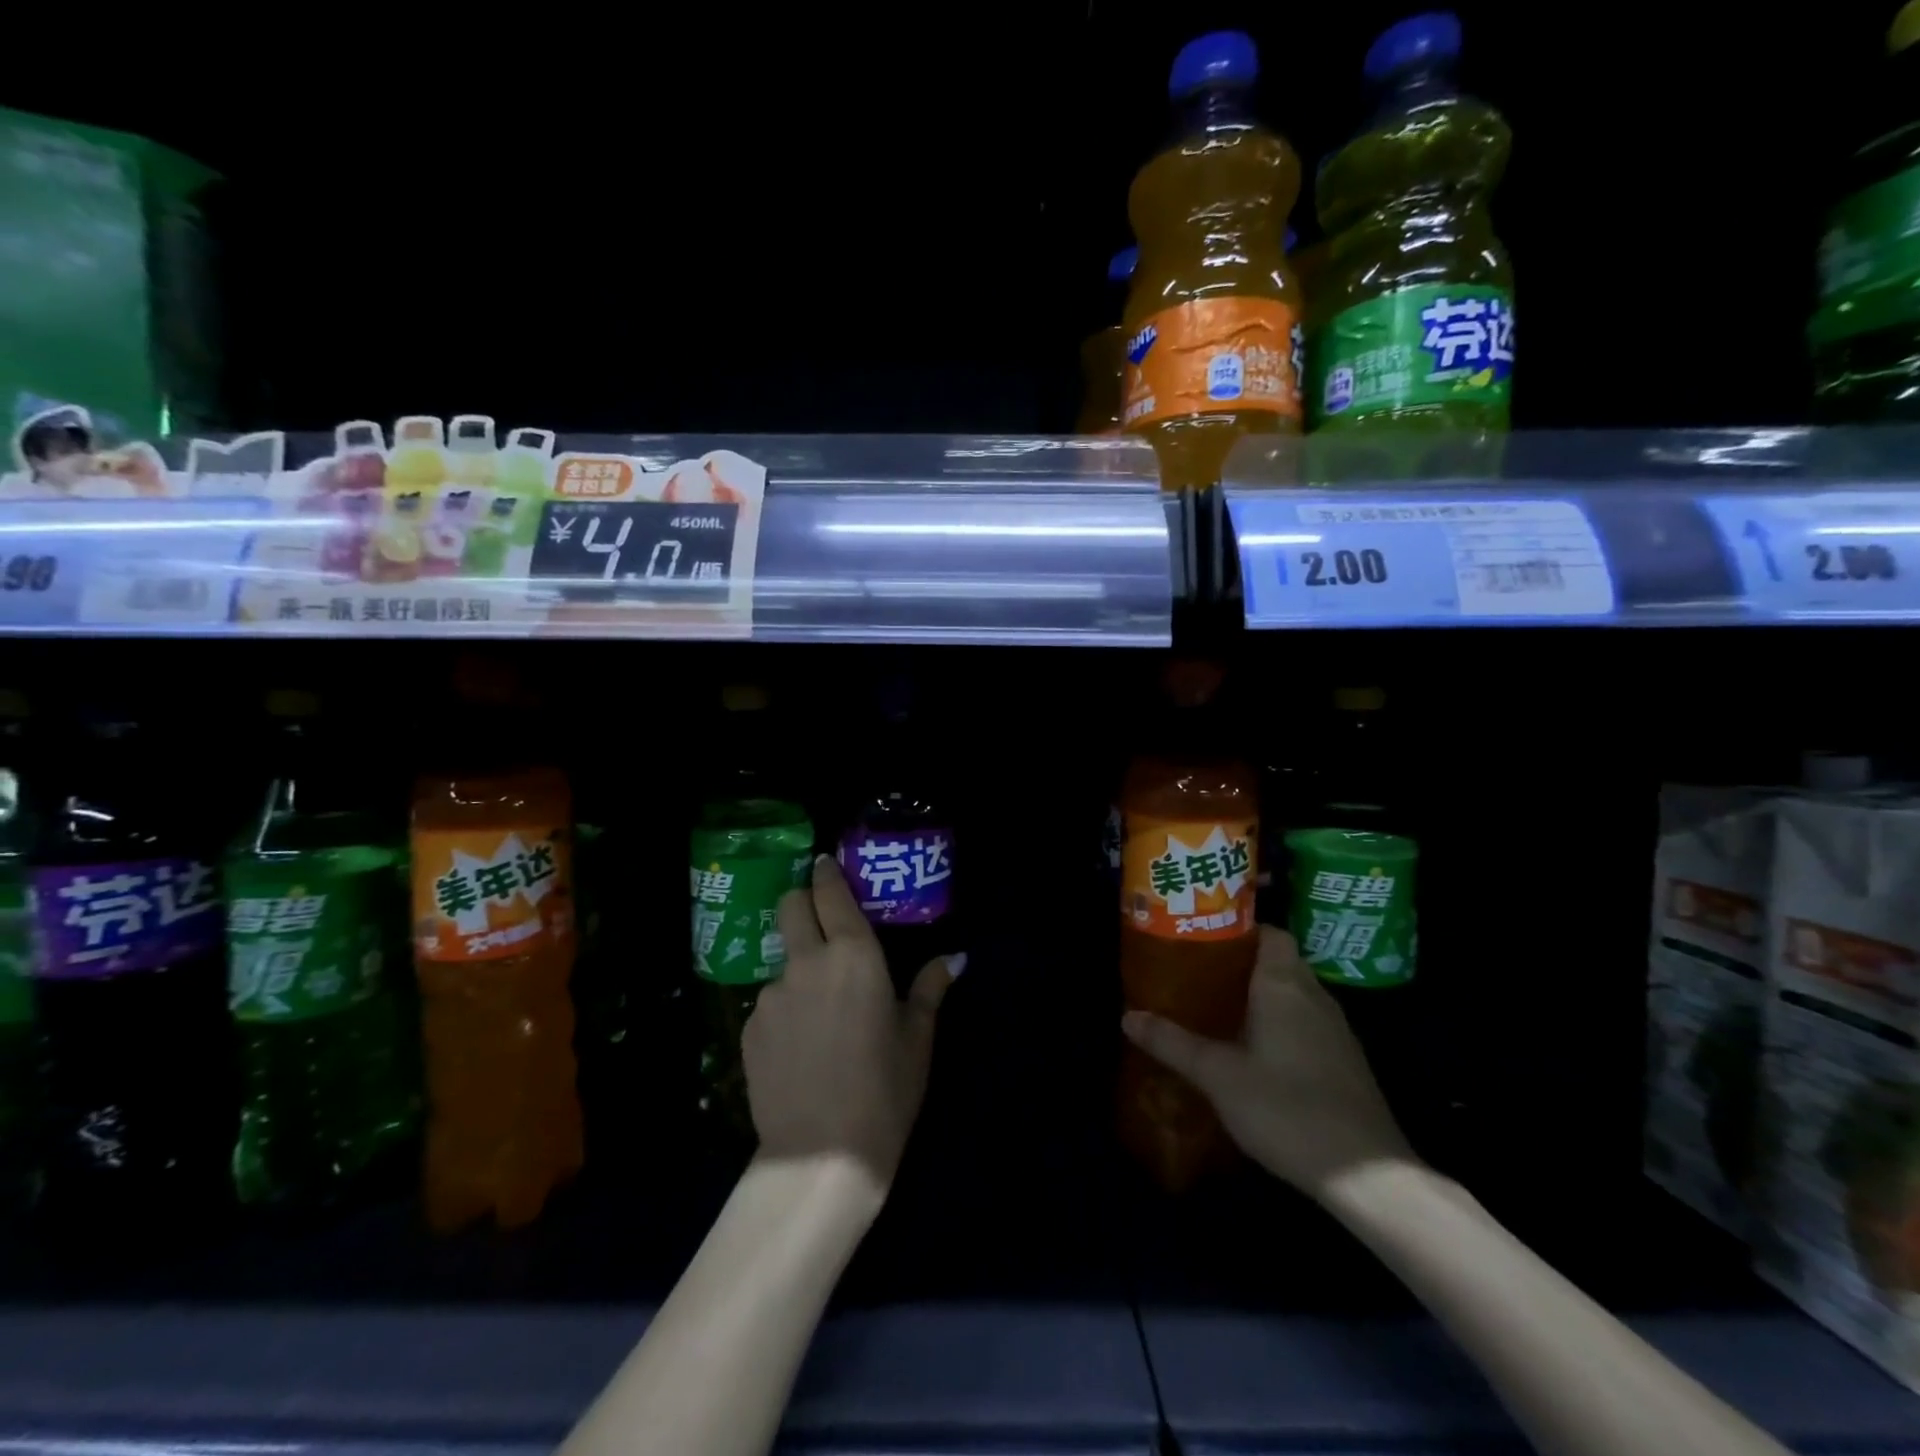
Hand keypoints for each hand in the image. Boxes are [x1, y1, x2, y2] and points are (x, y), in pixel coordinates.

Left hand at [743, 855, 961, 1184]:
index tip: (826, 864)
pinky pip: (770, 1002)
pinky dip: (786, 1008)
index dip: (827, 873)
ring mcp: (771, 995)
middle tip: (820, 919)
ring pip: (781, 959)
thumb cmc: (884, 1091)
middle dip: (802, 900)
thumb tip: (955, 958)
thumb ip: (930, 988)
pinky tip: (801, 1046)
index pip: (830, 893)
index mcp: (852, 954)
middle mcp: (806, 962)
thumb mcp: (917, 1038)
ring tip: (820, 1010)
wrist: (820, 1157)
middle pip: (790, 905)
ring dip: (799, 967)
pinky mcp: (748, 1029)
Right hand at [1122, 925, 1412, 1200]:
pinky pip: (1306, 1022)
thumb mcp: (1218, 1076)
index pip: (1269, 932)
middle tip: (1197, 972)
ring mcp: (1336, 1030)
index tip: (1203, 938)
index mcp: (1284, 985)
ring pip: (1293, 993)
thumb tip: (1127, 1016)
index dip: (1239, 929)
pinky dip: (1280, 1023)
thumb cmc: (1287, 1108)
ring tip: (1217, 1006)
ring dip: (1260, 995)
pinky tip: (1254, 1050)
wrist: (1366, 1176)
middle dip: (1240, 963)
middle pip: (1278, 961)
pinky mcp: (1345, 1062)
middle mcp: (1315, 996)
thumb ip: (1173, 1043)